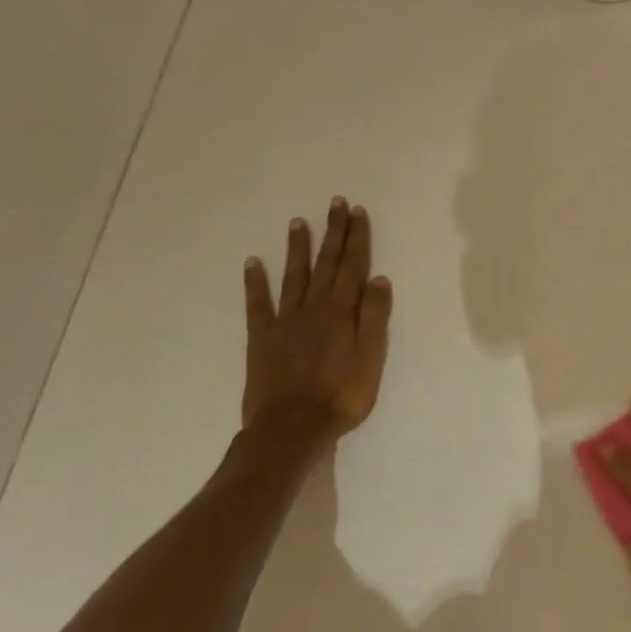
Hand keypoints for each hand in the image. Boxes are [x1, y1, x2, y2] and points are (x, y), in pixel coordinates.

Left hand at [241, 196, 393, 438]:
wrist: (292, 428)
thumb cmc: (342, 395)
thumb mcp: (372, 358)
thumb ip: (374, 317)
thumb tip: (378, 279)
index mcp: (342, 311)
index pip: (353, 266)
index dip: (356, 238)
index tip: (357, 212)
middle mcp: (314, 307)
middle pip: (326, 263)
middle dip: (333, 232)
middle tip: (335, 203)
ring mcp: (285, 321)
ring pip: (294, 276)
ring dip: (298, 248)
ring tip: (299, 222)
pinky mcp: (262, 338)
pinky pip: (258, 304)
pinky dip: (255, 282)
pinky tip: (252, 263)